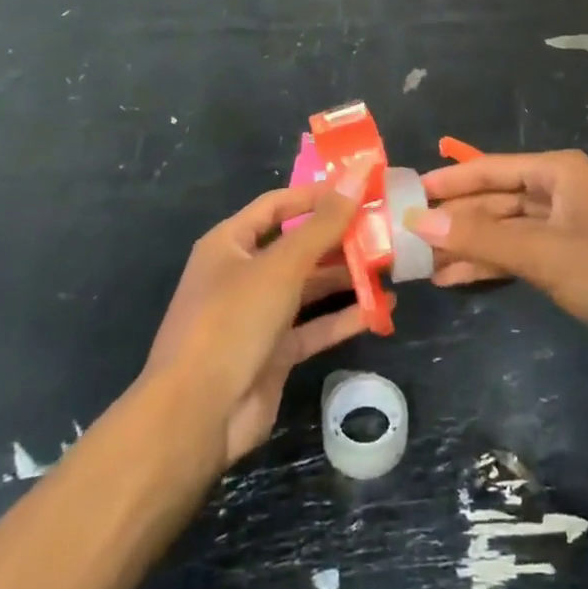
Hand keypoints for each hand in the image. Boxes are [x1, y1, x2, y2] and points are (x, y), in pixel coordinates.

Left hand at [145, 164, 374, 466]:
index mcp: (230, 243)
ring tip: (391, 265)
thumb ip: (324, 223)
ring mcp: (257, 315)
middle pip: (297, 246)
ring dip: (346, 277)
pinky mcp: (274, 352)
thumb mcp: (281, 266)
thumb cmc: (232, 321)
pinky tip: (382, 309)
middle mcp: (242, 274)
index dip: (317, 195)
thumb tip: (358, 173)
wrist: (196, 415)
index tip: (361, 188)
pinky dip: (344, 317)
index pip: (278, 204)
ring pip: (309, 287)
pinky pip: (314, 326)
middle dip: (339, 238)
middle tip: (385, 228)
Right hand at [415, 150, 587, 362]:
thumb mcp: (543, 253)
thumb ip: (481, 238)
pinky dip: (492, 265)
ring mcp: (565, 227)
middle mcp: (559, 191)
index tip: (406, 195)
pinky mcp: (571, 260)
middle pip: (494, 200)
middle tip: (407, 237)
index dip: (447, 182)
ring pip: (505, 231)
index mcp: (557, 172)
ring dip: (468, 247)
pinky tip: (458, 279)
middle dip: (455, 219)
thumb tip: (418, 222)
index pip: (488, 169)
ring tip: (424, 267)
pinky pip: (520, 255)